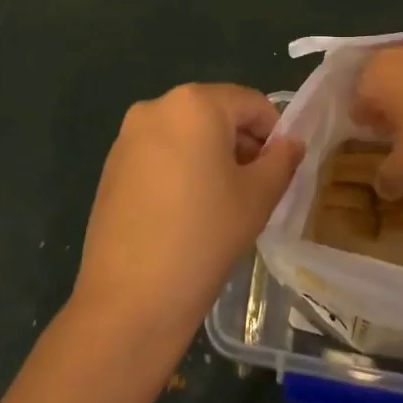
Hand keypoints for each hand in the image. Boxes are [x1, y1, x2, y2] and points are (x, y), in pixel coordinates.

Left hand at [71, 83, 303, 354]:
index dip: (275, 132)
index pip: (251, 103)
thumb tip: (291, 142)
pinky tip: (187, 211)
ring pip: (186, 133)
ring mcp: (128, 136)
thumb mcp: (258, 197)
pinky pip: (159, 153)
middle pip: (215, 114)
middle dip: (242, 143)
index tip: (282, 168)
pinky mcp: (111, 166)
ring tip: (223, 202)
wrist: (130, 299)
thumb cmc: (205, 236)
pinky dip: (181, 168)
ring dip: (211, 156)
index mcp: (195, 103)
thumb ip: (282, 160)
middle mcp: (157, 107)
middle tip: (257, 187)